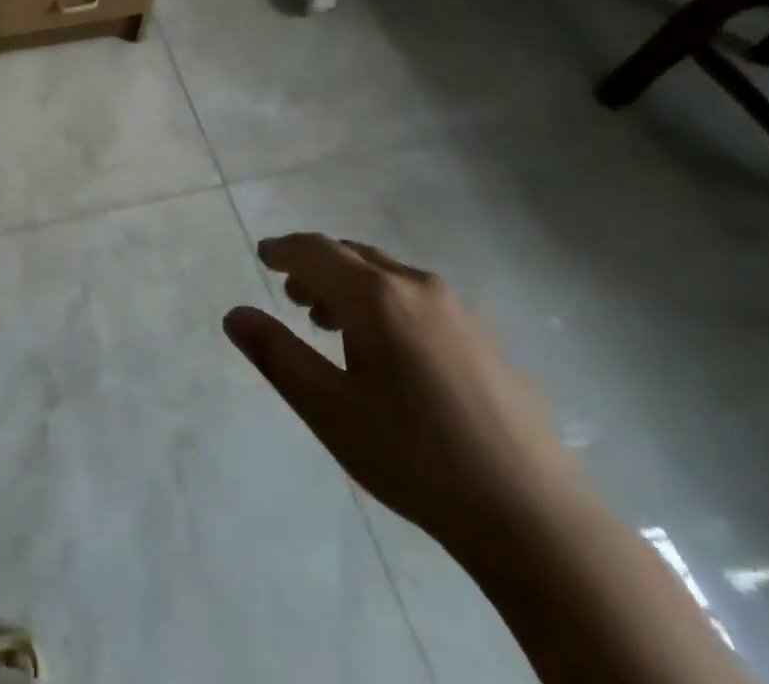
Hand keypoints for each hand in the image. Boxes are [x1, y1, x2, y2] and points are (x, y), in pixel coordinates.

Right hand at [224, 233, 590, 563]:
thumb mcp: (329, 411)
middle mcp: (417, 286)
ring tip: (334, 327)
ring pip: (387, 275)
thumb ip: (276, 355)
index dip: (284, 249)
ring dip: (351, 287)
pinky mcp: (485, 338)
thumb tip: (235, 315)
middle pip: (352, 256)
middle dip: (316, 268)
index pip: (316, 250)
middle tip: (294, 299)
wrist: (533, 519)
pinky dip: (386, 303)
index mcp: (377, 297)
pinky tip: (389, 353)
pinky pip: (418, 298)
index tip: (263, 256)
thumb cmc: (415, 458)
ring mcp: (459, 310)